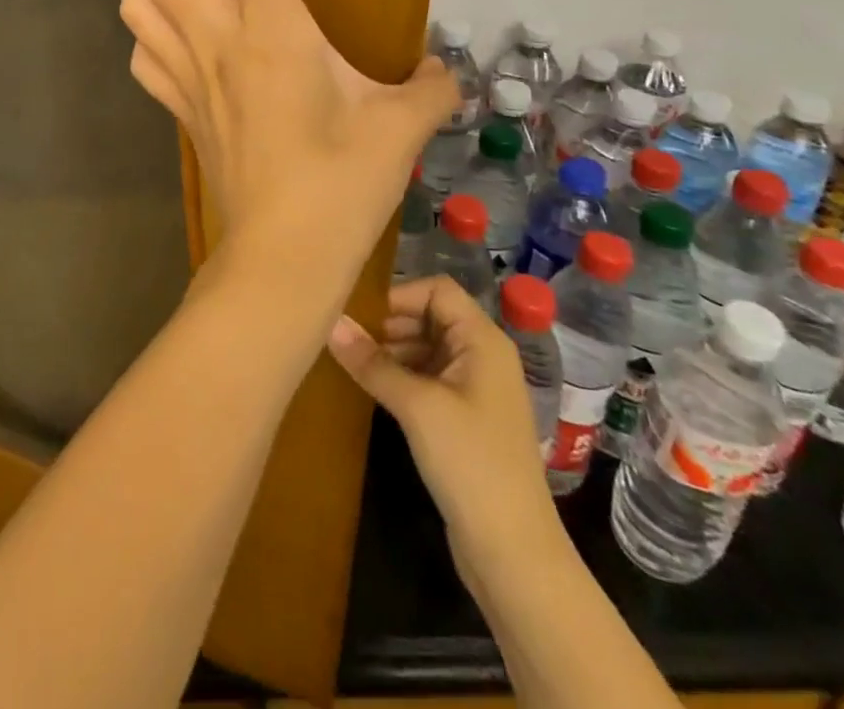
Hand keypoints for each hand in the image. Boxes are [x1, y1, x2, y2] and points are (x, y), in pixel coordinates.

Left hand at [120, 0, 456, 299]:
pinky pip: (145, 51)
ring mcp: (187, 75)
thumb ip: (429, 86)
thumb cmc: (339, 190)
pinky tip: (160, 19)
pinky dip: (144, 21)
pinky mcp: (180, 107)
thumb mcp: (401, 128)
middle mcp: (213, 41)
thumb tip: (442, 70)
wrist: (280, 262)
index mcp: (269, 31)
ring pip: (134, 0)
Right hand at [328, 277, 553, 560]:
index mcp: (482, 340)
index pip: (438, 290)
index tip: (361, 316)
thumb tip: (330, 322)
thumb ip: (372, 362)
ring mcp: (475, 389)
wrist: (513, 552)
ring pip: (426, 348)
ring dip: (391, 351)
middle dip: (389, 324)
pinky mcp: (465, 419)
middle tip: (348, 340)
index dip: (400, 296)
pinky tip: (371, 389)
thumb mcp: (416, 406)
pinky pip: (428, 379)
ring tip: (352, 363)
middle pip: (430, 317)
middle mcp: (482, 356)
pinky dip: (401, 376)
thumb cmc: (470, 462)